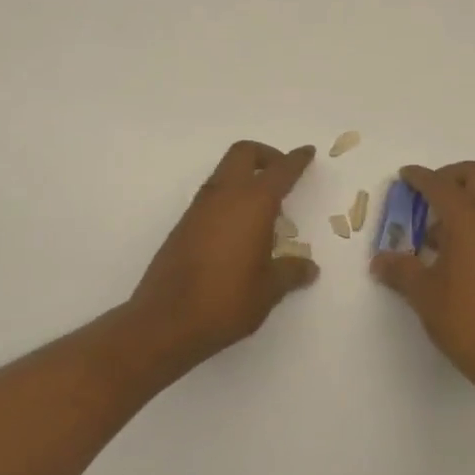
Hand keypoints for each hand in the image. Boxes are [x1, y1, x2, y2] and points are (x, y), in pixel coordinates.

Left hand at [129, 141, 318, 367]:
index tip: (307, 153)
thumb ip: (291, 272)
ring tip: (264, 209)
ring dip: (244, 177)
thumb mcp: (269, 290)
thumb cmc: (226, 301)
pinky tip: (239, 231)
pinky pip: (211, 197)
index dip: (296, 160)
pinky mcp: (182, 226)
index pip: (280, 170)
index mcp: (252, 203)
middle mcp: (224, 196)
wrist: (165, 322)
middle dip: (265, 155)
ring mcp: (198, 209)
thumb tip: (308, 267)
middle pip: (243, 154)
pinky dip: (229, 198)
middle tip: (281, 173)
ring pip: (223, 173)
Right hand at [369, 161, 474, 396]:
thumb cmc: (466, 320)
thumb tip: (380, 261)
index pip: (441, 185)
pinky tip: (453, 254)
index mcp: (470, 220)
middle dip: (449, 176)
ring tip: (433, 232)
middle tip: (424, 195)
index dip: (419, 177)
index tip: (404, 176)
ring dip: (463, 200)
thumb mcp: (424, 294)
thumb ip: (400, 270)